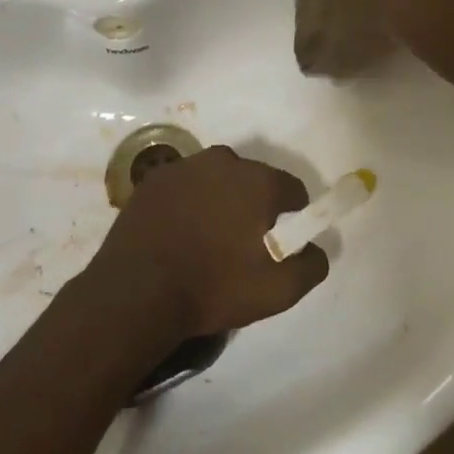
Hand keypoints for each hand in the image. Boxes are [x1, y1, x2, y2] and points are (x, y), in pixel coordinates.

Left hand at [87, 146, 328, 337]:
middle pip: (253, 179)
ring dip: (220, 199)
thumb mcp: (277, 291)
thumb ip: (310, 265)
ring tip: (208, 238)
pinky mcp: (154, 179)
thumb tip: (317, 248)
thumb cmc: (214, 287)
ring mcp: (184, 166)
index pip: (292, 189)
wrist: (137, 292)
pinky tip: (180, 233)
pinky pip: (185, 186)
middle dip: (255, 204)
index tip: (283, 240)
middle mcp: (223, 160)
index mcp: (258, 180)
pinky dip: (188, 202)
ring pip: (216, 179)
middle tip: (244, 242)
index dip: (294, 214)